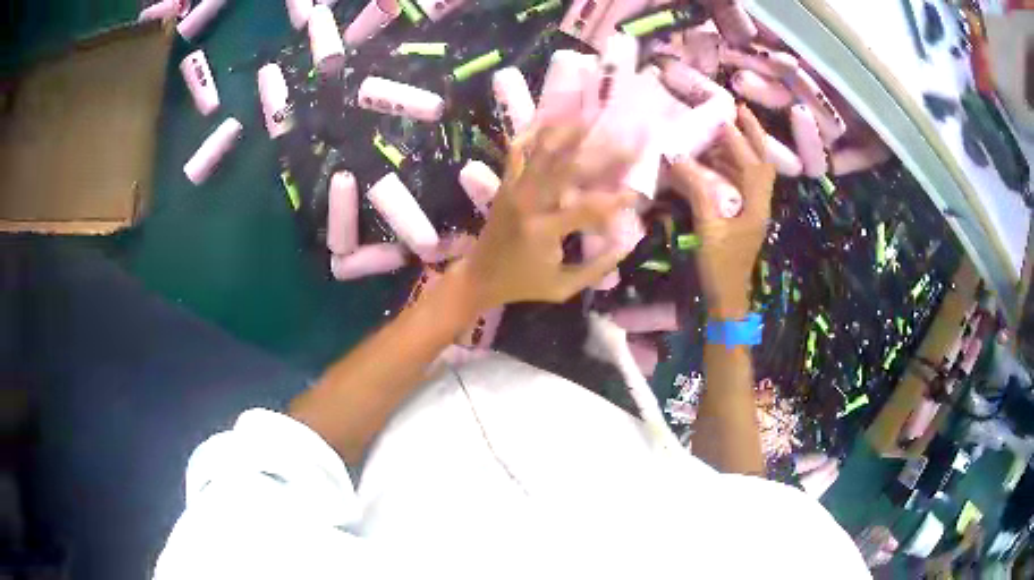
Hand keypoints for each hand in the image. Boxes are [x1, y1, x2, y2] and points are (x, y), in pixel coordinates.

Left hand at [453, 124, 635, 310]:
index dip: (616, 200)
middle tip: (628, 142)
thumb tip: (625, 245)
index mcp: (542, 231)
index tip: (638, 192)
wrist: (478, 276)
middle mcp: (527, 202)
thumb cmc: (523, 284)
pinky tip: (554, 120)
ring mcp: (514, 188)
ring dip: (570, 132)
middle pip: (569, 167)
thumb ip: (596, 268)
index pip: (588, 208)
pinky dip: (535, 133)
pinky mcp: (505, 182)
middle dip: (602, 154)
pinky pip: (518, 150)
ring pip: (543, 149)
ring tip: (594, 118)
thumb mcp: (563, 288)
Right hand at [669, 105, 775, 317]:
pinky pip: (742, 183)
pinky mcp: (744, 216)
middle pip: (762, 162)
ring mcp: (754, 210)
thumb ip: (697, 190)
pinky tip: (716, 160)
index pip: (751, 163)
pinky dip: (732, 165)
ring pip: (752, 171)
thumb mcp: (708, 227)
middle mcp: (760, 203)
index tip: (722, 117)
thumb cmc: (720, 266)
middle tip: (739, 111)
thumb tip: (677, 158)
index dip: (738, 139)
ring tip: (723, 129)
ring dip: (741, 148)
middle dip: (753, 135)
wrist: (728, 298)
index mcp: (756, 205)